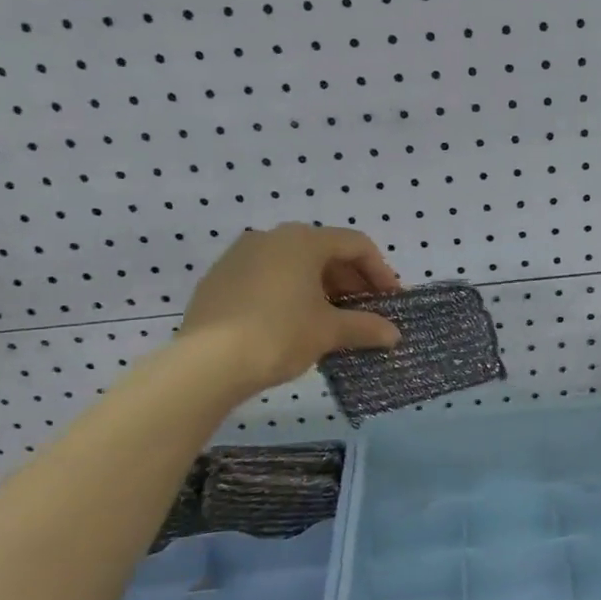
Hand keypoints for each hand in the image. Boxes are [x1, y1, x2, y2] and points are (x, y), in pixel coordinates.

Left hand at [178, 224, 402, 392]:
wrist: (207, 362)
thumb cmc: (279, 334)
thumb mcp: (329, 331)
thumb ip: (365, 327)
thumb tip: (393, 334)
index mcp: (302, 240)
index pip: (356, 245)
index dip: (380, 272)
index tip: (391, 301)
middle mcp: (271, 237)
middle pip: (324, 252)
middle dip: (350, 281)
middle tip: (365, 311)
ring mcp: (240, 256)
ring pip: (294, 265)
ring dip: (321, 288)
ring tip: (332, 320)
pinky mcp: (219, 279)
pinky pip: (267, 278)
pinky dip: (290, 294)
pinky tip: (294, 324)